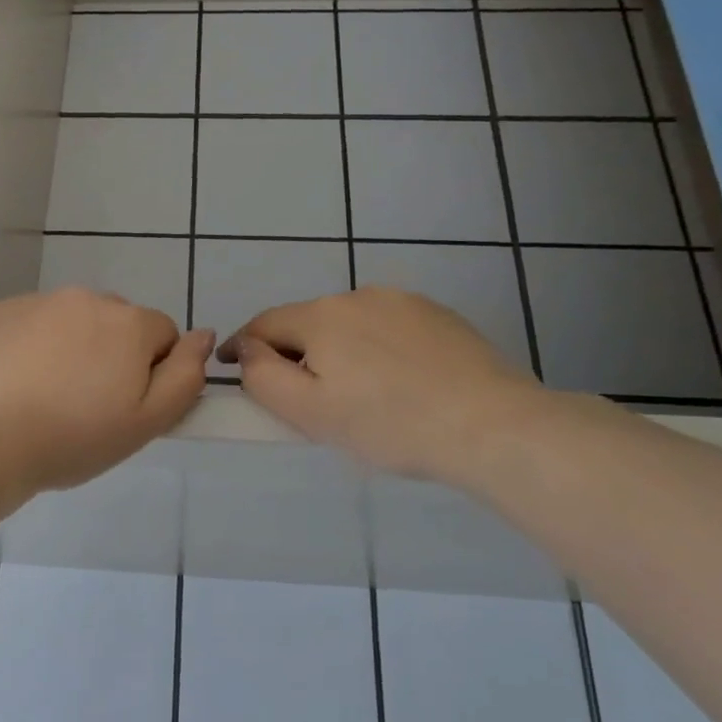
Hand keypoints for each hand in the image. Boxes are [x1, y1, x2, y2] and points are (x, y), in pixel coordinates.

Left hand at [0, 288, 215, 494]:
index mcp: (129, 323)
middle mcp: (87, 298)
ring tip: (46, 396)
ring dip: (73, 347)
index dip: (152, 372)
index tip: (125, 407)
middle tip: (86, 405)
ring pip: (73, 322)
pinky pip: (33, 324)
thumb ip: (186, 377)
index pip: (163, 334)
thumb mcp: (146, 423)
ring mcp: (39, 301)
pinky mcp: (1, 311)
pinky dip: (34, 345)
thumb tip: (205, 336)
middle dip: (112, 354)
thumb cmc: (72, 438)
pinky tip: (14, 383)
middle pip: (117, 323)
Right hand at [220, 288, 551, 484]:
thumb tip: (246, 348)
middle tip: (304, 399)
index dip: (241, 345)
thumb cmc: (388, 424)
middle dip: (296, 353)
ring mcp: (403, 301)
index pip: (263, 325)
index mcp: (321, 317)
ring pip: (350, 324)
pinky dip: (378, 349)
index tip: (229, 365)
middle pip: (308, 323)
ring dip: (339, 350)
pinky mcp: (439, 315)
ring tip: (358, 394)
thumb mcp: (309, 412)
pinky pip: (389, 328)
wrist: (491, 425)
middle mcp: (358, 295)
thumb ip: (262, 376)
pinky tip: (399, 382)